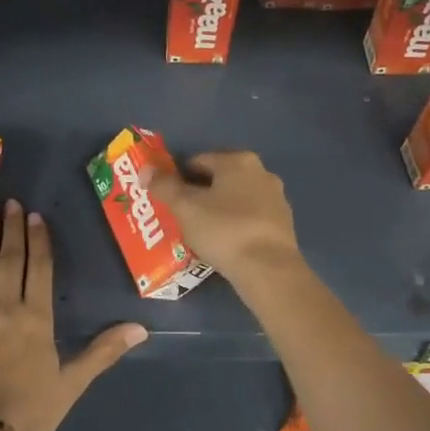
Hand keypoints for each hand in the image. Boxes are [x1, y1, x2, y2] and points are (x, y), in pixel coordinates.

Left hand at [0, 200, 146, 430]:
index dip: (40, 240)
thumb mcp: (71, 384)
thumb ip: (103, 352)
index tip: (37, 217)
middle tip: (13, 203)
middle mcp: (5, 307)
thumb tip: (141, 328)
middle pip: (11, 259)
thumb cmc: (28, 412)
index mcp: (36, 319)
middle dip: (13, 229)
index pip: (40, 269)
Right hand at [146, 151, 302, 281]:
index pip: (198, 161)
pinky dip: (235, 226)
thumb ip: (163, 186)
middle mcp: (262, 173)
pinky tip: (224, 244)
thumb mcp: (185, 207)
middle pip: (219, 179)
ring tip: (200, 233)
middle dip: (199, 194)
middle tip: (180, 216)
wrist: (268, 269)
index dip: (178, 178)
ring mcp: (277, 199)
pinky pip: (250, 218)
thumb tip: (146, 169)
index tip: (167, 198)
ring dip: (218, 210)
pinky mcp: (284, 224)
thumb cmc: (223, 230)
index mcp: (239, 161)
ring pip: (236, 199)